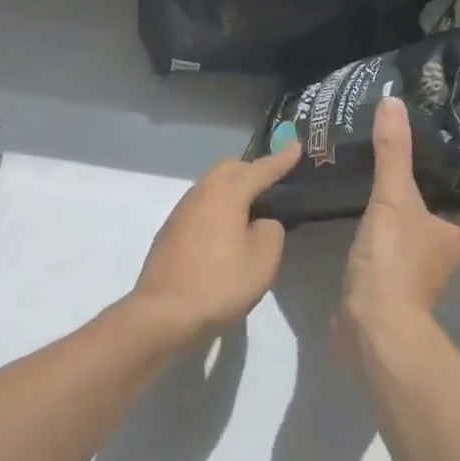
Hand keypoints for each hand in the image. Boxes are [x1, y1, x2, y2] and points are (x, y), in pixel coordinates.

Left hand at [124, 144, 300, 344]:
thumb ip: (270, 232)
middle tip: (273, 181)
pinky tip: (226, 231)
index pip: (260, 169)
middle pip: (229, 169)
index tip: (297, 146)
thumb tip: (260, 223)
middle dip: (253, 170)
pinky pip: (201, 206)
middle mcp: (200, 193)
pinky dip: (218, 208)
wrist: (162, 313)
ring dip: (233, 189)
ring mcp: (181, 211)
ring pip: (211, 186)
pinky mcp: (170, 231)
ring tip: (252, 207)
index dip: (281, 159)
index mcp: (226, 193)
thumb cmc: (219, 284)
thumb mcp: (262, 262)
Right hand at [339, 98, 459, 345]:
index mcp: (459, 231)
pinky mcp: (389, 281)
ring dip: (391, 207)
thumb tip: (392, 101)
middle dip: (411, 184)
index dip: (439, 165)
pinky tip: (355, 209)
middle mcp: (445, 251)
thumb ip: (392, 152)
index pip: (456, 188)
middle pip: (430, 207)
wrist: (371, 324)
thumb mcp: (393, 198)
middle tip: (385, 149)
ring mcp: (417, 269)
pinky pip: (385, 244)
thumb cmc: (394, 261)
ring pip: (407, 226)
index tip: (417, 138)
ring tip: (366, 172)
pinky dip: (375, 229)